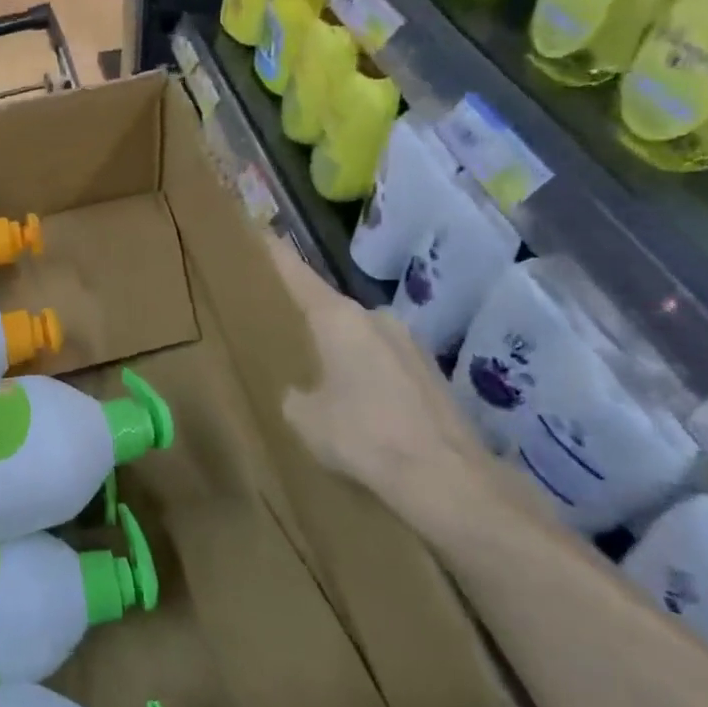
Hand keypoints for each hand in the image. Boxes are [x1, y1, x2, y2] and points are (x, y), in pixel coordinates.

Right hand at [265, 237, 487, 513]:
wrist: (444, 476)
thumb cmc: (361, 436)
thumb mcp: (305, 418)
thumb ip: (295, 395)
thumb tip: (304, 393)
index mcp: (339, 319)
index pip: (299, 276)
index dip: (278, 255)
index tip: (262, 230)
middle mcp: (377, 319)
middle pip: (333, 311)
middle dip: (312, 322)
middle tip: (289, 338)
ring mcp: (411, 345)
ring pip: (362, 339)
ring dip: (344, 354)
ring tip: (325, 383)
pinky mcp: (432, 374)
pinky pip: (385, 364)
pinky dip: (370, 377)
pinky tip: (364, 410)